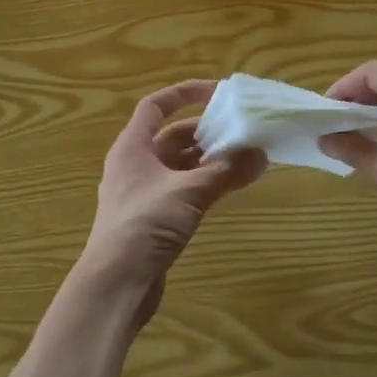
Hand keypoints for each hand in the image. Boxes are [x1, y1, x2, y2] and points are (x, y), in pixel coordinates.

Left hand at [70, 80, 265, 330]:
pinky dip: (204, 184)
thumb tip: (260, 154)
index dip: (184, 93)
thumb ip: (226, 171)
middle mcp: (135, 165)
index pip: (155, 106)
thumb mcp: (188, 192)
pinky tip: (228, 188)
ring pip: (179, 165)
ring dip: (208, 160)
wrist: (115, 285)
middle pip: (171, 136)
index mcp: (132, 147)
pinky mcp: (152, 219)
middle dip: (205, 131)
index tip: (217, 92)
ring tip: (244, 157)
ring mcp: (142, 193)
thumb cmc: (144, 225)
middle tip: (240, 130)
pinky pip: (182, 190)